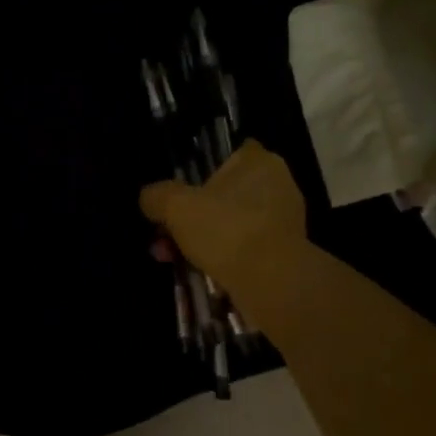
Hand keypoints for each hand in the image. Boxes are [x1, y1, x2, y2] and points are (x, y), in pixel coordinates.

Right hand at [140, 141, 305, 292]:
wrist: (272, 283)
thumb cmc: (226, 229)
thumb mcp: (176, 207)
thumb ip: (157, 196)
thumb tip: (149, 198)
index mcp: (259, 162)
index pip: (232, 153)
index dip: (205, 168)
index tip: (183, 188)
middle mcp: (278, 185)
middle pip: (226, 193)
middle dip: (193, 214)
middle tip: (166, 233)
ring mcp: (284, 221)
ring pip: (232, 223)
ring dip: (204, 239)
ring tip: (173, 258)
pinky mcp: (286, 253)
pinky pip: (246, 247)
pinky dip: (224, 257)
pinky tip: (198, 272)